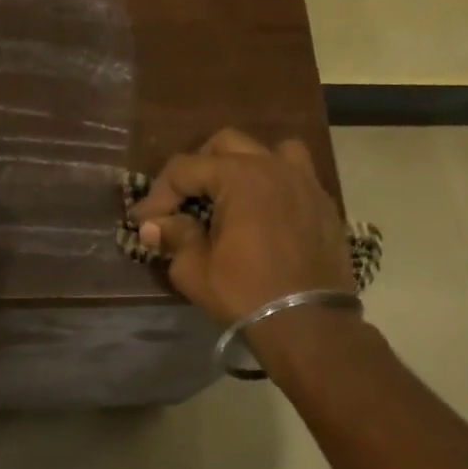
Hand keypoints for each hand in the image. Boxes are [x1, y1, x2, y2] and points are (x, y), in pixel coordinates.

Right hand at [130, 128, 353, 324]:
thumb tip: (154, 226)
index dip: (157, 194)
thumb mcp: (195, 270)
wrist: (309, 323)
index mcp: (240, 177)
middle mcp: (274, 166)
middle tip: (181, 201)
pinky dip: (273, 183)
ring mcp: (305, 181)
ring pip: (269, 150)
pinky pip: (295, 175)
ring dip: (243, 165)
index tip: (144, 221)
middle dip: (196, 168)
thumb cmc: (247, 294)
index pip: (185, 168)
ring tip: (230, 194)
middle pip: (225, 145)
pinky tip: (264, 212)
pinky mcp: (324, 203)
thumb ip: (174, 237)